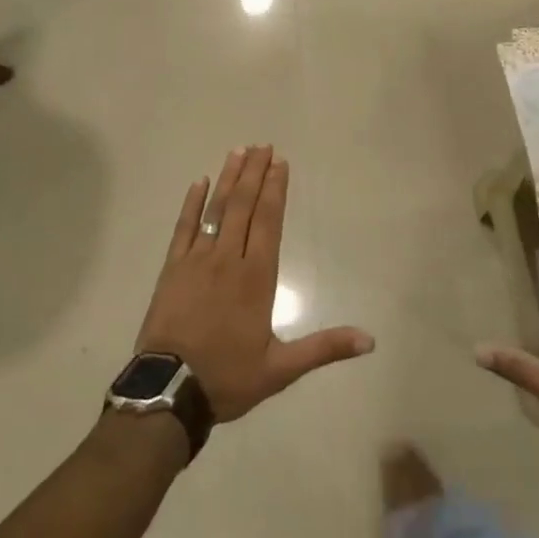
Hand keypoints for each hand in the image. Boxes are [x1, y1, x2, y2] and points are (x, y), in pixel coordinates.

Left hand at [136, 146, 374, 422]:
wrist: (168, 392)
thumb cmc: (228, 377)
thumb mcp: (281, 368)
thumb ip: (325, 348)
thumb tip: (370, 340)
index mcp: (256, 277)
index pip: (269, 221)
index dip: (275, 190)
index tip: (279, 162)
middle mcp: (228, 259)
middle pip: (243, 206)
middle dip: (255, 174)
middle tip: (262, 145)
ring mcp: (197, 261)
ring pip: (215, 210)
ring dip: (228, 179)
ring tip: (238, 151)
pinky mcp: (172, 269)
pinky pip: (184, 228)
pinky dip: (191, 204)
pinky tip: (199, 182)